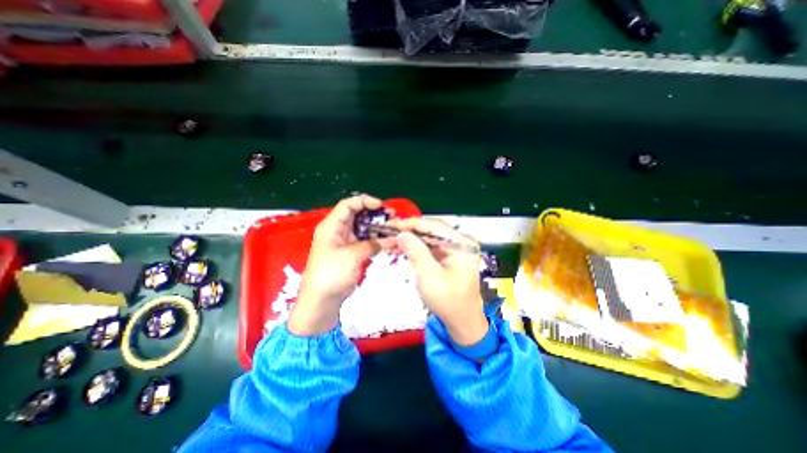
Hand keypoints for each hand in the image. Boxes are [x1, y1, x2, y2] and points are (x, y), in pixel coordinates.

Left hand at [289, 193, 396, 335]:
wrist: (322, 300)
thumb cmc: (332, 274)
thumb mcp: (352, 256)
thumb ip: (373, 245)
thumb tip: (393, 239)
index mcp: (331, 226)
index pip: (348, 205)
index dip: (365, 201)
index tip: (381, 206)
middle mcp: (338, 230)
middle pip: (357, 215)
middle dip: (374, 213)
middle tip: (391, 216)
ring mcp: (345, 241)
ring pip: (362, 227)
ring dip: (376, 226)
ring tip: (392, 227)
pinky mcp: (351, 252)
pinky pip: (365, 240)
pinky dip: (375, 239)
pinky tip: (387, 240)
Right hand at [383, 218, 485, 344]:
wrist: (462, 322)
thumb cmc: (449, 301)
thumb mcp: (430, 276)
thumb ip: (416, 252)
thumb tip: (402, 233)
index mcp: (462, 244)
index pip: (434, 225)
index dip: (412, 223)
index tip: (392, 224)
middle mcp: (460, 242)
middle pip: (431, 230)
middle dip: (409, 231)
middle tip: (388, 232)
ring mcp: (454, 249)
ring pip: (428, 238)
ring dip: (410, 239)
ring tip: (390, 241)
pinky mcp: (447, 257)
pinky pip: (429, 247)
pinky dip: (415, 248)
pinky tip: (401, 249)